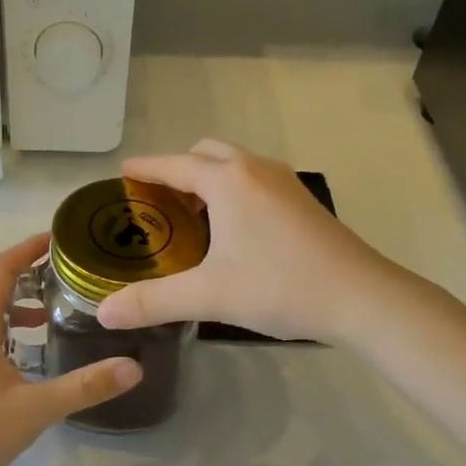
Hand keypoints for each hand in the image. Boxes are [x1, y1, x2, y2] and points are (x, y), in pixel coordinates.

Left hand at [0, 234, 142, 465]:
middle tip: (64, 275)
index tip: (55, 239)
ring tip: (51, 312)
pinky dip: (8, 332)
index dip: (26, 248)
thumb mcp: (38, 408)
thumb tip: (134, 367)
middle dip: (27, 275)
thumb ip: (86, 386)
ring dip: (17, 305)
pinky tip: (29, 356)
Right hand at [96, 140, 404, 343]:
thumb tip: (103, 312)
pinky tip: (233, 230)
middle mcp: (256, 170)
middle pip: (208, 153)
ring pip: (236, 165)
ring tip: (191, 215)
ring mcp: (285, 184)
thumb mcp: (209, 295)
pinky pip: (256, 181)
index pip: (174, 165)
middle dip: (179, 169)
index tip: (123, 174)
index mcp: (229, 180)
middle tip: (157, 201)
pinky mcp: (303, 203)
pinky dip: (234, 190)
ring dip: (209, 178)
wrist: (361, 297)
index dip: (145, 169)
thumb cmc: (281, 286)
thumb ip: (153, 302)